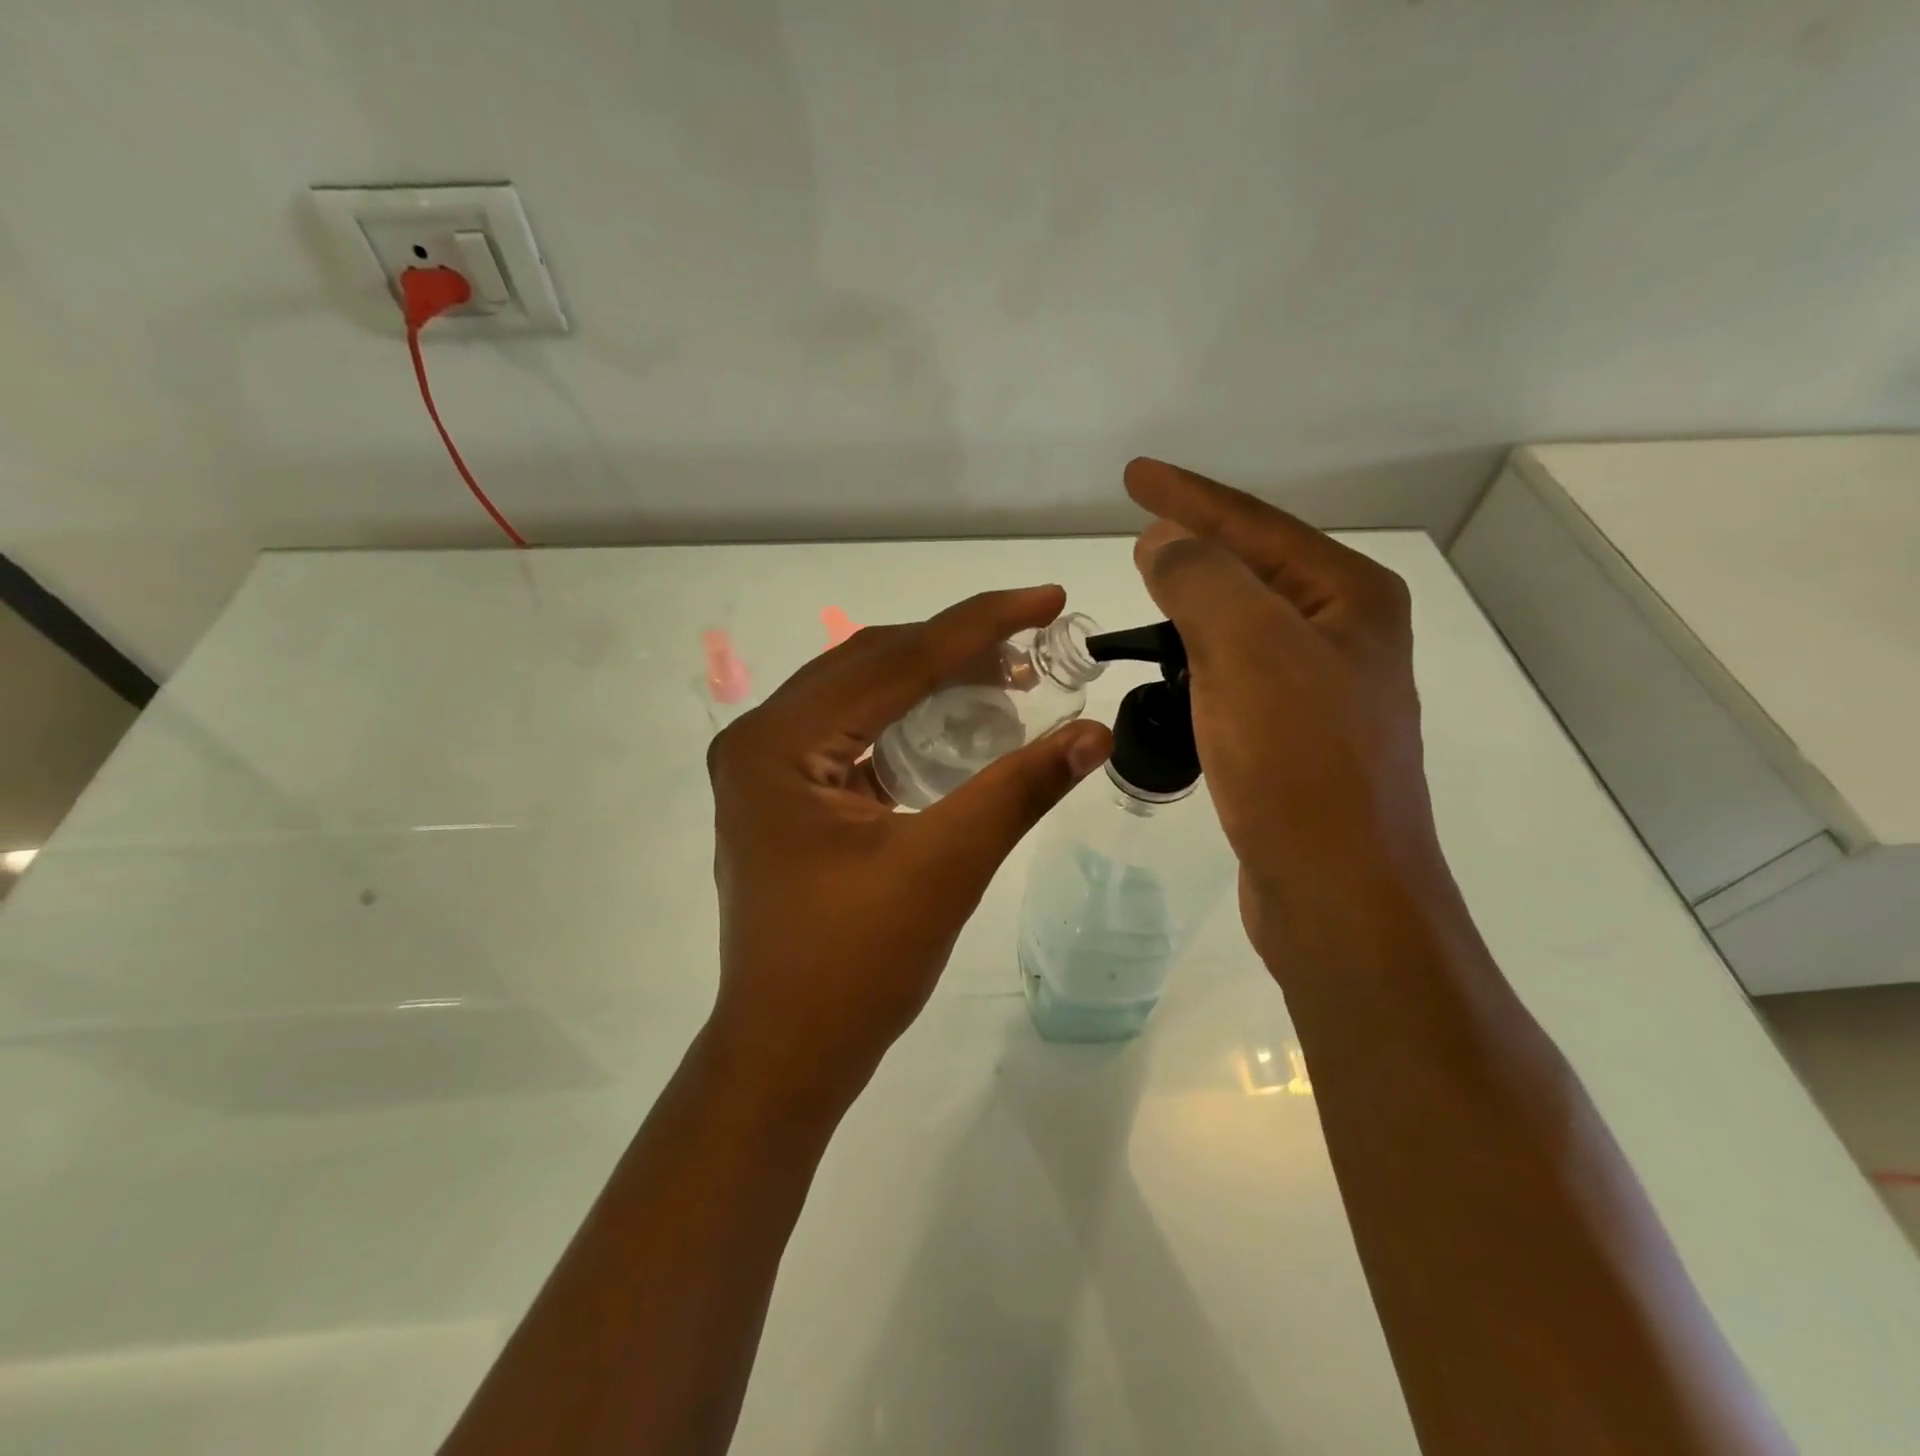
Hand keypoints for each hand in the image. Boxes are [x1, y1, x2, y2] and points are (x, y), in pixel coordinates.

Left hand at [705, 586, 1112, 1108]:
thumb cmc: (854, 967)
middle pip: (872, 666)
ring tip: (1008, 676)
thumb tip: (1094, 732)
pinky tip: (960, 723)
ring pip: (863, 696)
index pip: (893, 661)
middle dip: (957, 648)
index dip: (980, 624)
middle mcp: (760, 739)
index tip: (1048, 598)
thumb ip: (1018, 789)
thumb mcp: (944, 868)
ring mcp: (767, 769)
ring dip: (934, 682)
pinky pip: (855, 734)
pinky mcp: (786, 796)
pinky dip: (910, 722)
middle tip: (1035, 641)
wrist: (789, 1054)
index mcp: (777, 743)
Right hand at [1123, 459, 1446, 950]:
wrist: (1336, 889)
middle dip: (1195, 545)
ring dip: (1194, 605)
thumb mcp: (1245, 647)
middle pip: (1255, 569)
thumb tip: (1165, 542)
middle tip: (1138, 531)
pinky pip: (1238, 674)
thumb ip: (1199, 577)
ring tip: (1147, 590)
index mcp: (1349, 599)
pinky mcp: (1297, 739)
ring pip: (1244, 626)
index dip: (1189, 496)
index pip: (1255, 525)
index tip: (1133, 474)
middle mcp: (1346, 636)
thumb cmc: (1296, 760)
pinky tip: (1172, 667)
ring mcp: (1325, 691)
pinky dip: (1199, 659)